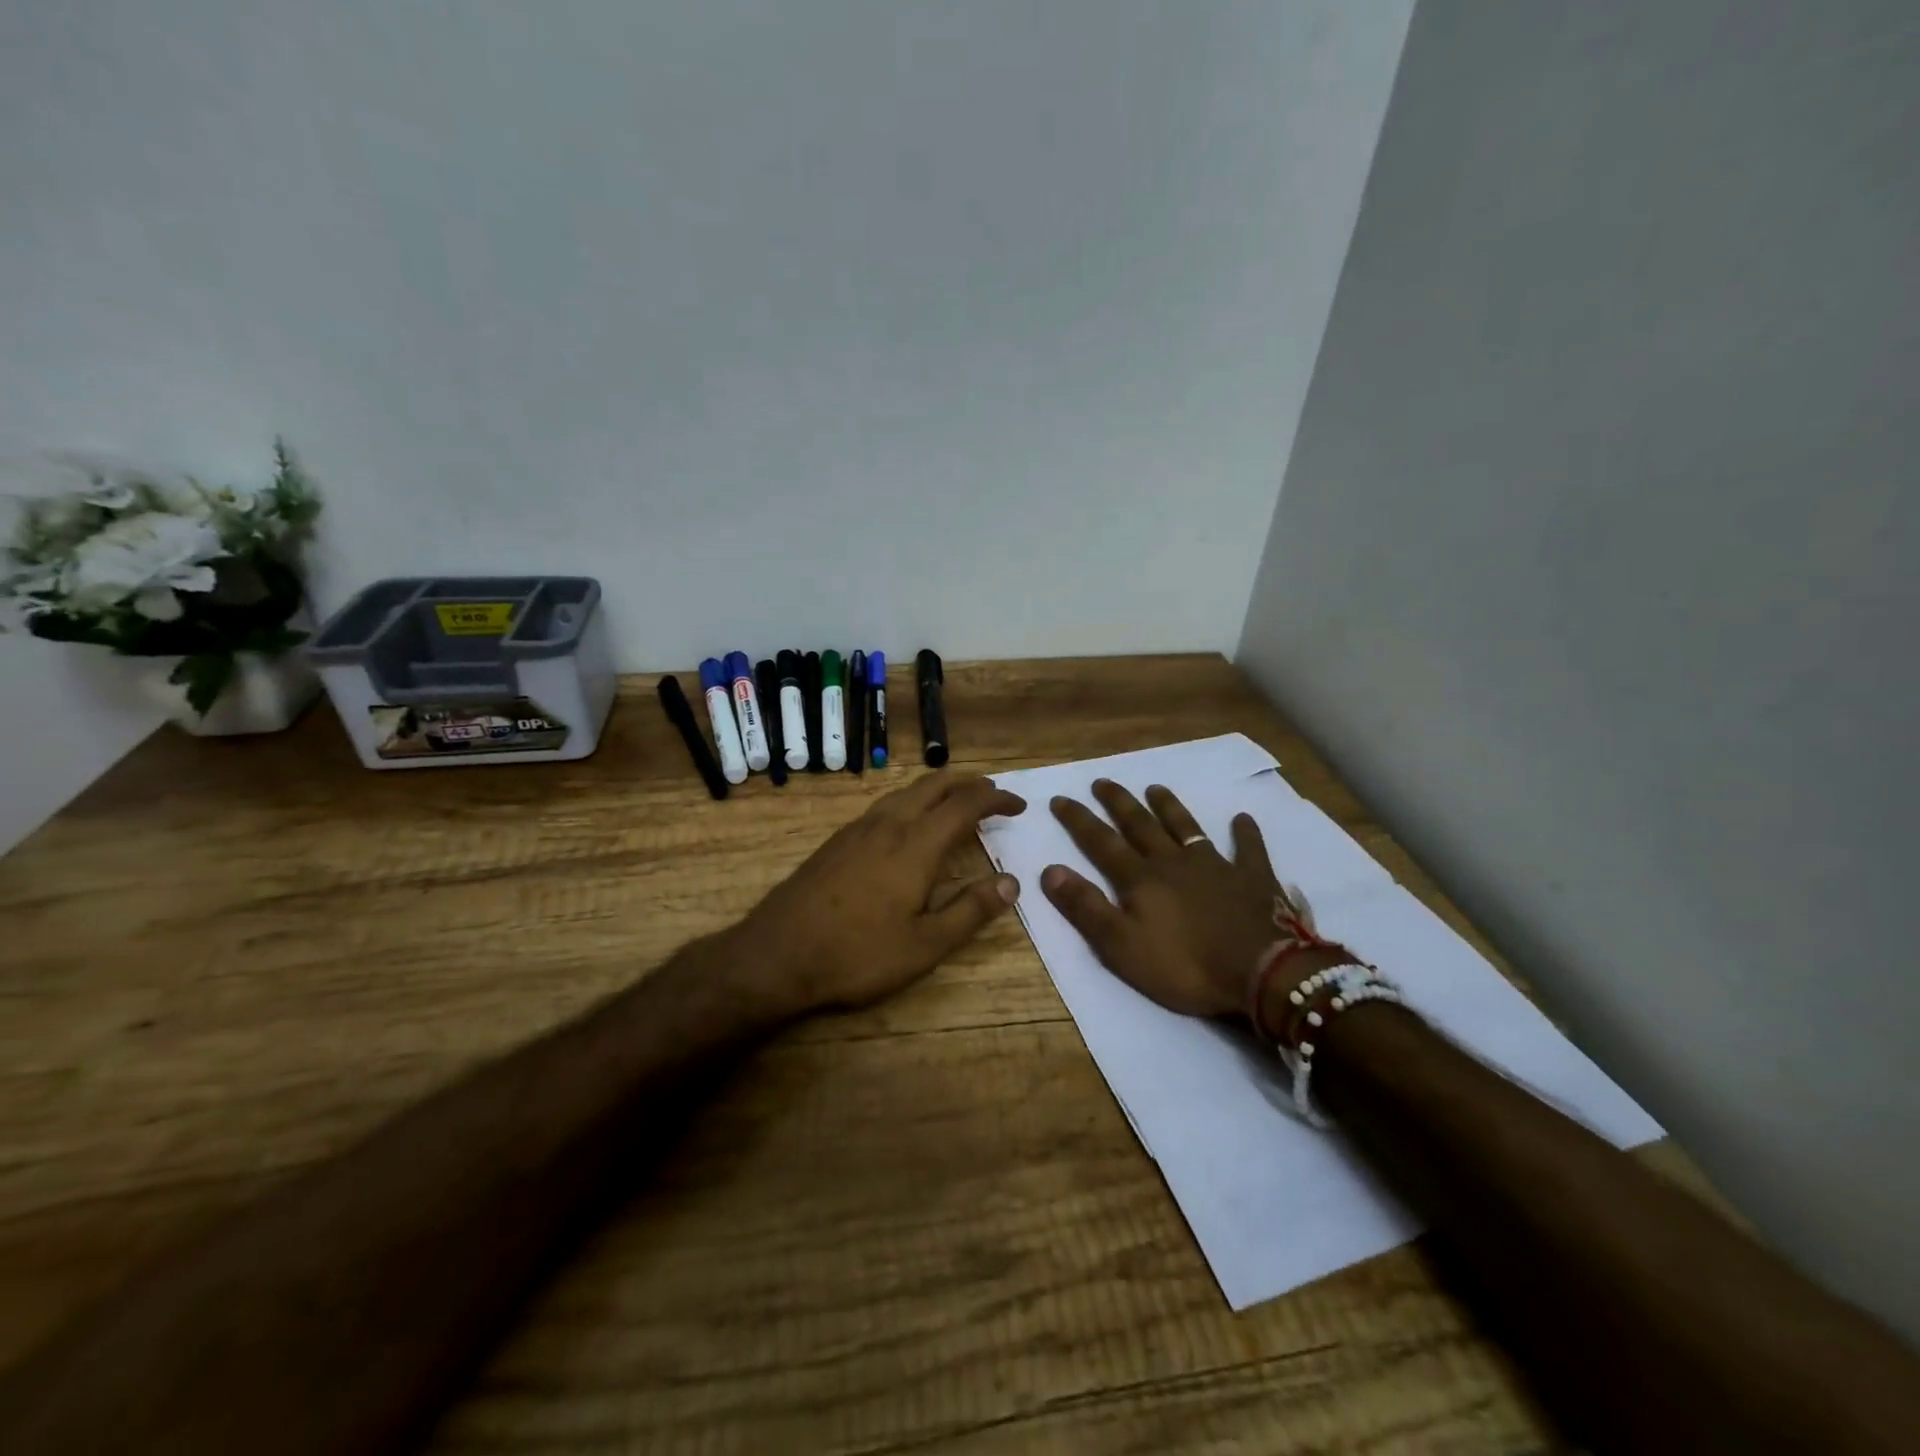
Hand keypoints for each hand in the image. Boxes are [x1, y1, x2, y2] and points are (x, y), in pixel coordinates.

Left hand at [741, 772, 1026, 1011]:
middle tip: (992, 795)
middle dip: (969, 783)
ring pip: (906, 791)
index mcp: (916, 845)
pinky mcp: (837, 840)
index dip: (996, 800)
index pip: (965, 805)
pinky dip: (911, 801)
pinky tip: (907, 824)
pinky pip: (884, 805)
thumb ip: (970, 911)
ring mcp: (858, 829)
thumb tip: (1011, 882)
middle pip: (934, 785)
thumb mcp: (924, 946)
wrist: (776, 955)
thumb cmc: (857, 955)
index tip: (1018, 805)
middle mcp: (888, 825)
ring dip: (938, 789)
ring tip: (956, 803)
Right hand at [1040, 780, 1298, 1020]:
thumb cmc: (1185, 966)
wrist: (1261, 973)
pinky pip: (1248, 849)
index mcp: (1140, 879)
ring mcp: (1216, 866)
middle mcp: (1174, 862)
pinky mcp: (1253, 878)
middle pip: (1140, 825)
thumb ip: (1085, 907)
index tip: (1060, 798)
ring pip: (1186, 827)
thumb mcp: (1121, 946)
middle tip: (1103, 781)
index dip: (1078, 820)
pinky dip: (1245, 832)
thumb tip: (1050, 869)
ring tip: (1155, 788)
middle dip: (1119, 802)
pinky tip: (1242, 819)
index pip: (1101, 842)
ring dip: (1169, 807)